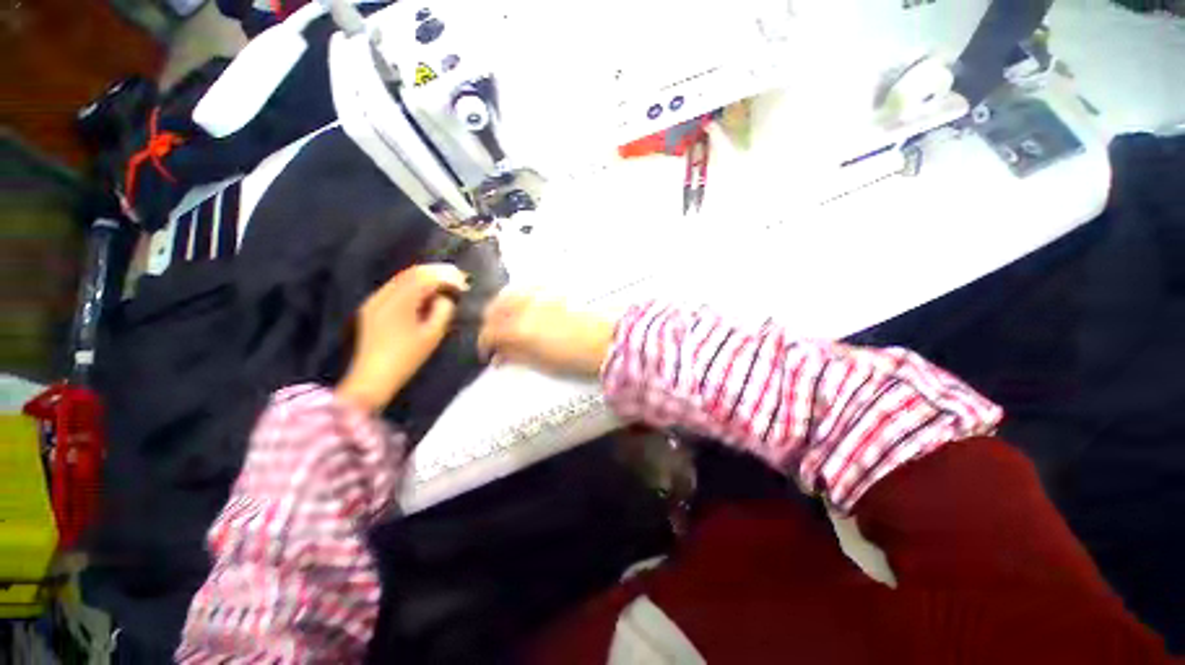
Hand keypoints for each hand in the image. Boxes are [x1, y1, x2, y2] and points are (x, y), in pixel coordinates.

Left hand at [336, 264, 468, 412]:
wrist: (372, 378)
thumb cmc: (407, 358)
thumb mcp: (432, 335)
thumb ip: (443, 311)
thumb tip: (445, 298)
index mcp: (399, 302)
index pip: (425, 277)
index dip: (446, 276)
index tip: (463, 281)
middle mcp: (383, 295)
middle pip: (411, 273)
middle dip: (436, 272)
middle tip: (457, 277)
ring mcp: (374, 301)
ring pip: (402, 279)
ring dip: (424, 278)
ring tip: (444, 284)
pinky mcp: (371, 308)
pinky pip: (394, 288)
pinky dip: (412, 286)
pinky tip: (425, 295)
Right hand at [477, 291, 614, 377]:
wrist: (608, 339)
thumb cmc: (577, 357)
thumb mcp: (542, 363)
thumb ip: (516, 356)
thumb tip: (499, 356)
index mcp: (520, 329)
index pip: (489, 332)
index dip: (484, 344)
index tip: (489, 353)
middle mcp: (525, 307)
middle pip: (494, 308)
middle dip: (490, 323)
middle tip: (495, 337)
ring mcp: (539, 296)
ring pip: (508, 294)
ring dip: (501, 308)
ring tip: (507, 321)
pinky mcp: (552, 291)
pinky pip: (526, 288)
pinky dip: (518, 297)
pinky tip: (524, 307)